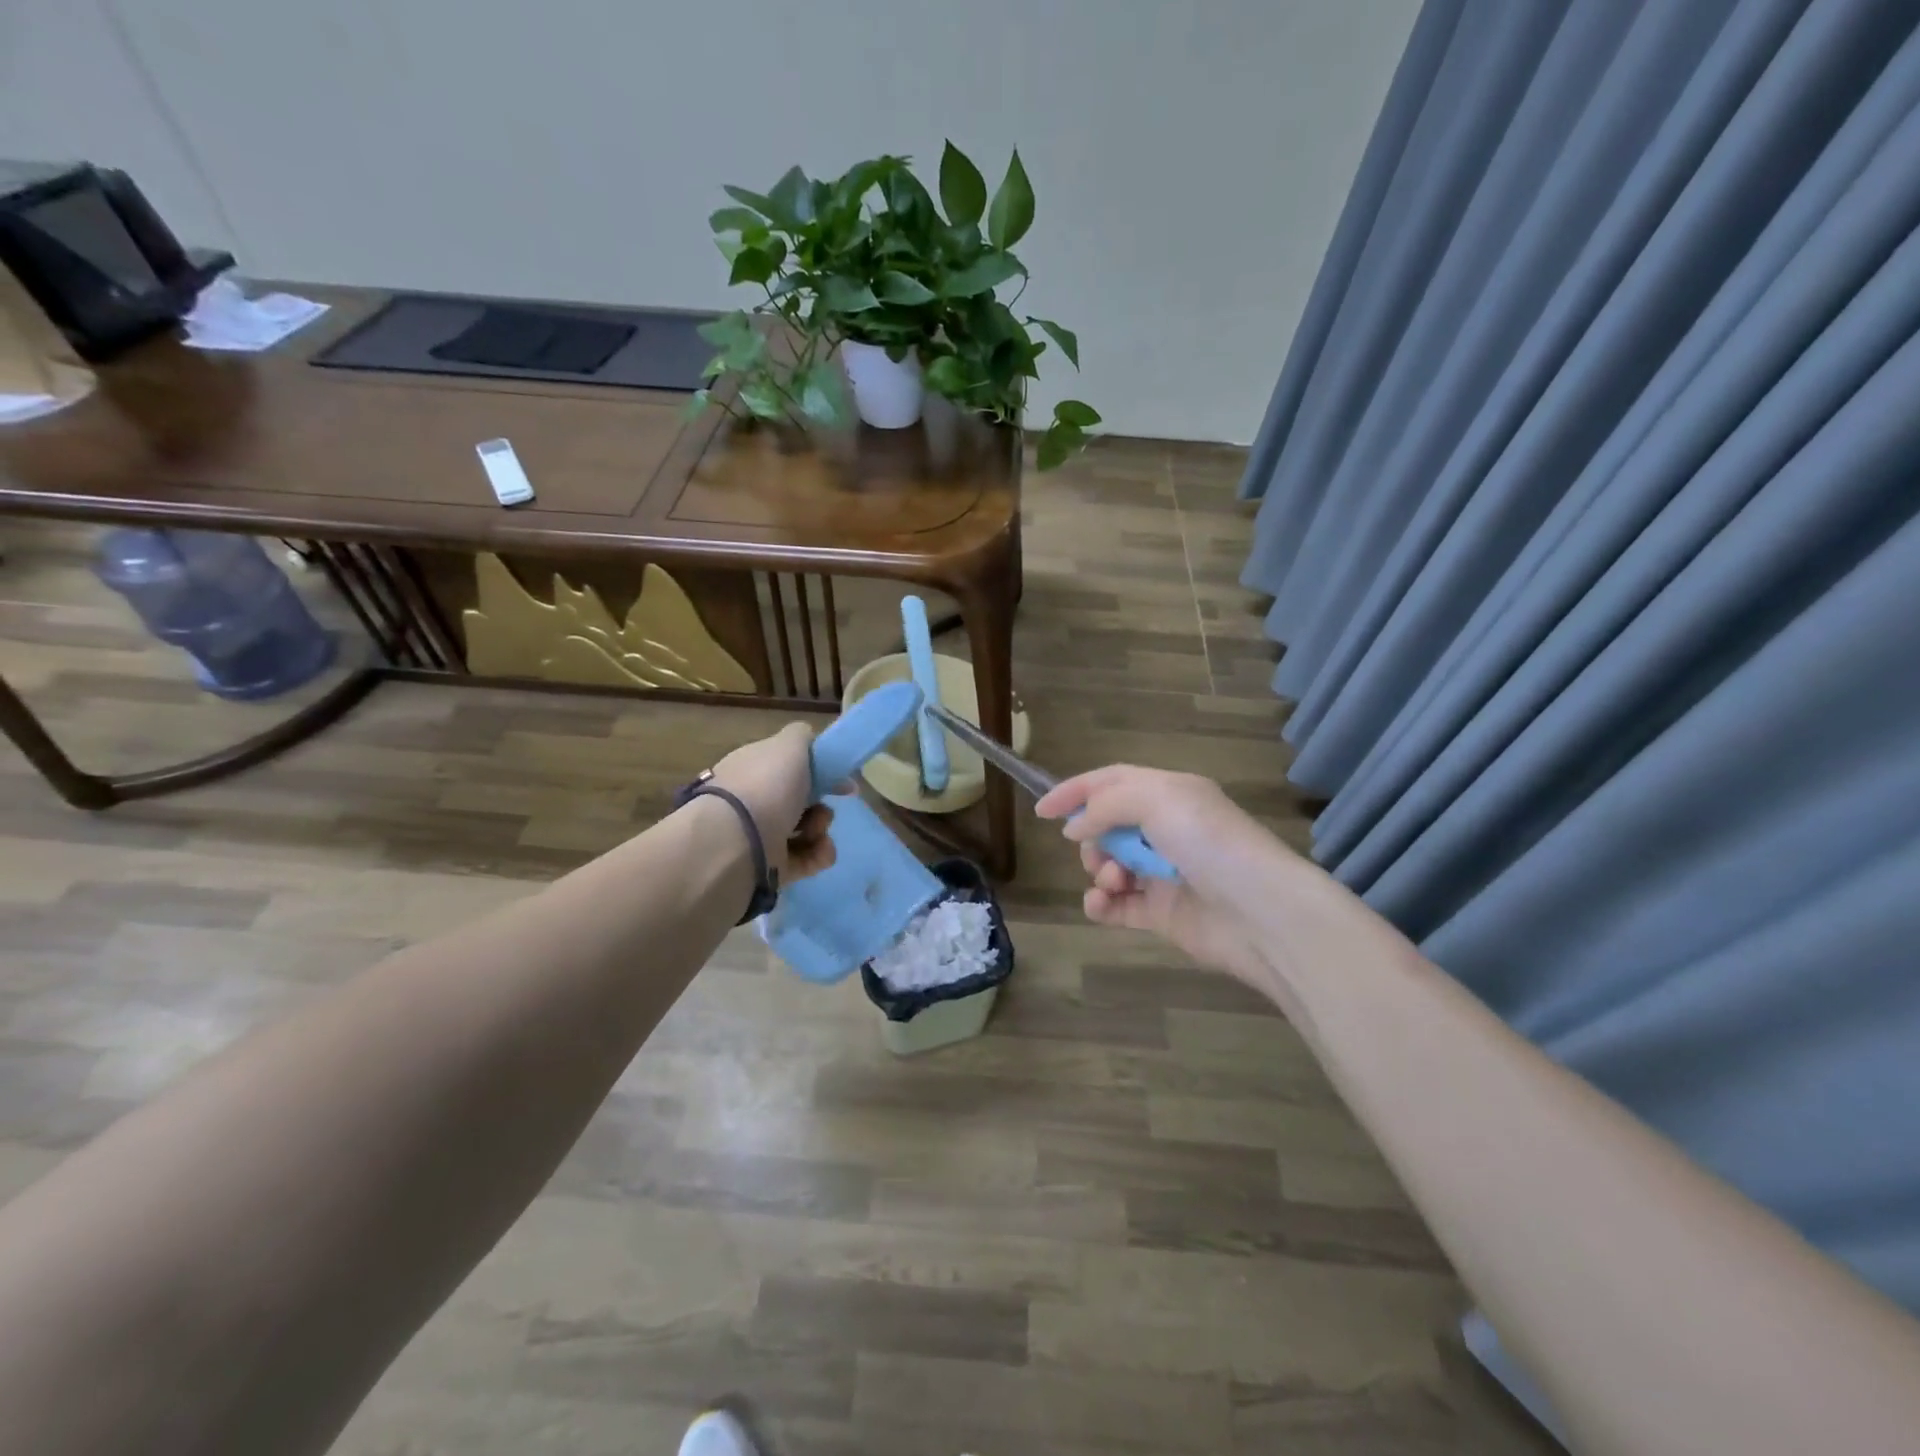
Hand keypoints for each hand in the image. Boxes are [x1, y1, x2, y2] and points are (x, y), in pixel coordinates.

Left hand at [708, 723, 837, 880]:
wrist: (734, 844)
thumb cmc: (765, 787)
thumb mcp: (789, 746)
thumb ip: (802, 736)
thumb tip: (809, 739)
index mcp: (753, 768)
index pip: (787, 767)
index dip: (818, 771)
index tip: (843, 780)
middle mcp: (754, 801)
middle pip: (799, 801)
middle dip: (820, 804)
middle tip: (824, 809)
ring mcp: (759, 836)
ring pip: (804, 831)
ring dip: (821, 830)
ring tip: (818, 833)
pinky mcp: (769, 868)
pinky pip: (804, 860)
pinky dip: (818, 855)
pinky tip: (821, 852)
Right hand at [1036, 766, 1290, 988]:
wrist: (1260, 913)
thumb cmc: (1209, 843)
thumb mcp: (1158, 800)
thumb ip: (1107, 805)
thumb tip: (1074, 827)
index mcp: (1170, 794)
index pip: (1113, 782)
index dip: (1076, 791)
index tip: (1042, 810)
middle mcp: (1166, 830)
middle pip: (1107, 826)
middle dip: (1091, 838)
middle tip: (1098, 852)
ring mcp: (1163, 873)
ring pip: (1109, 865)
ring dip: (1099, 870)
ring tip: (1112, 881)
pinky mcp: (1161, 913)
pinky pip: (1117, 906)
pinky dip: (1101, 904)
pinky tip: (1100, 905)